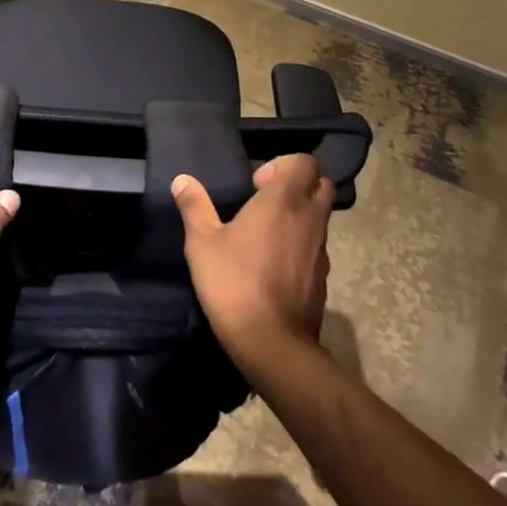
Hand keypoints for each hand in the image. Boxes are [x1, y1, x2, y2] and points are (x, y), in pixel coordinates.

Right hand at [172, 153, 333, 375]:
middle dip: (300, 185)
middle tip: (268, 201)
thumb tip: (182, 180)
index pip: (304, 162)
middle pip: (321, 184)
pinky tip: (276, 263)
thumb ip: (194, 206)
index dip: (283, 165)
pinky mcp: (324, 277)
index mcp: (283, 200)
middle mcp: (310, 218)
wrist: (272, 343)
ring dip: (302, 215)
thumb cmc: (234, 282)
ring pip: (322, 216)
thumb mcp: (203, 243)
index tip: (256, 184)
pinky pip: (318, 246)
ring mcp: (321, 249)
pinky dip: (303, 244)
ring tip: (269, 233)